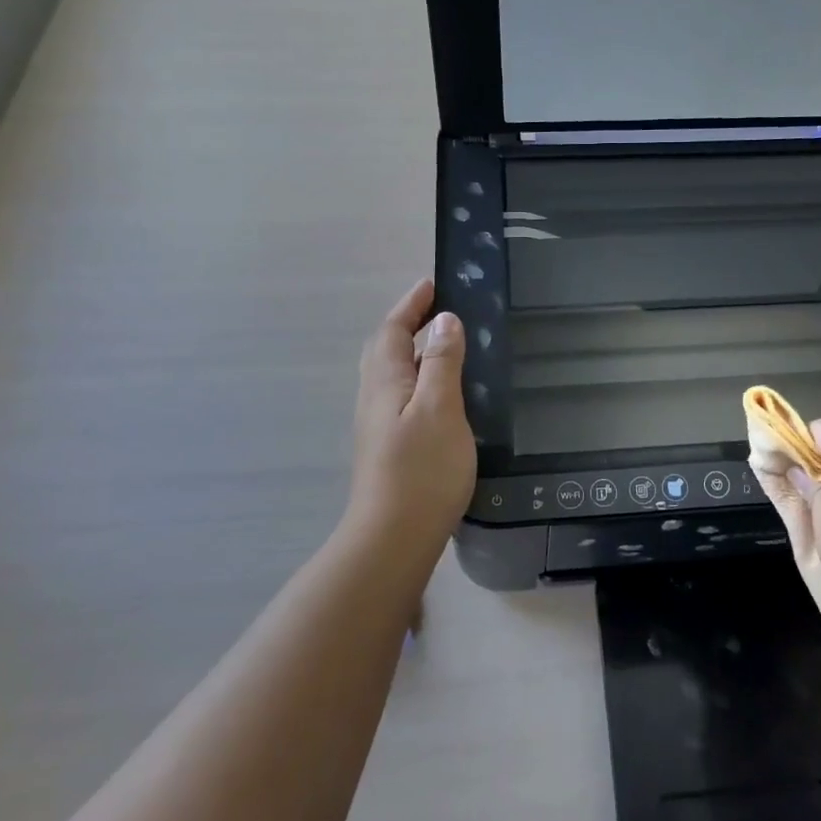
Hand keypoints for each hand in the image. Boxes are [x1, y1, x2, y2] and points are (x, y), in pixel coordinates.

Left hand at [343, 279, 476, 564]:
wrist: (394, 536)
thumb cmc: (421, 469)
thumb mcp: (440, 407)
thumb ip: (442, 362)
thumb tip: (445, 320)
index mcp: (386, 381)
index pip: (393, 330)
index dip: (411, 305)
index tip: (432, 284)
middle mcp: (375, 397)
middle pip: (384, 349)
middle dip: (406, 323)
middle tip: (436, 310)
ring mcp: (378, 424)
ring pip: (390, 373)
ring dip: (411, 350)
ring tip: (442, 345)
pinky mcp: (388, 446)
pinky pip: (399, 395)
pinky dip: (416, 378)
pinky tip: (438, 394)